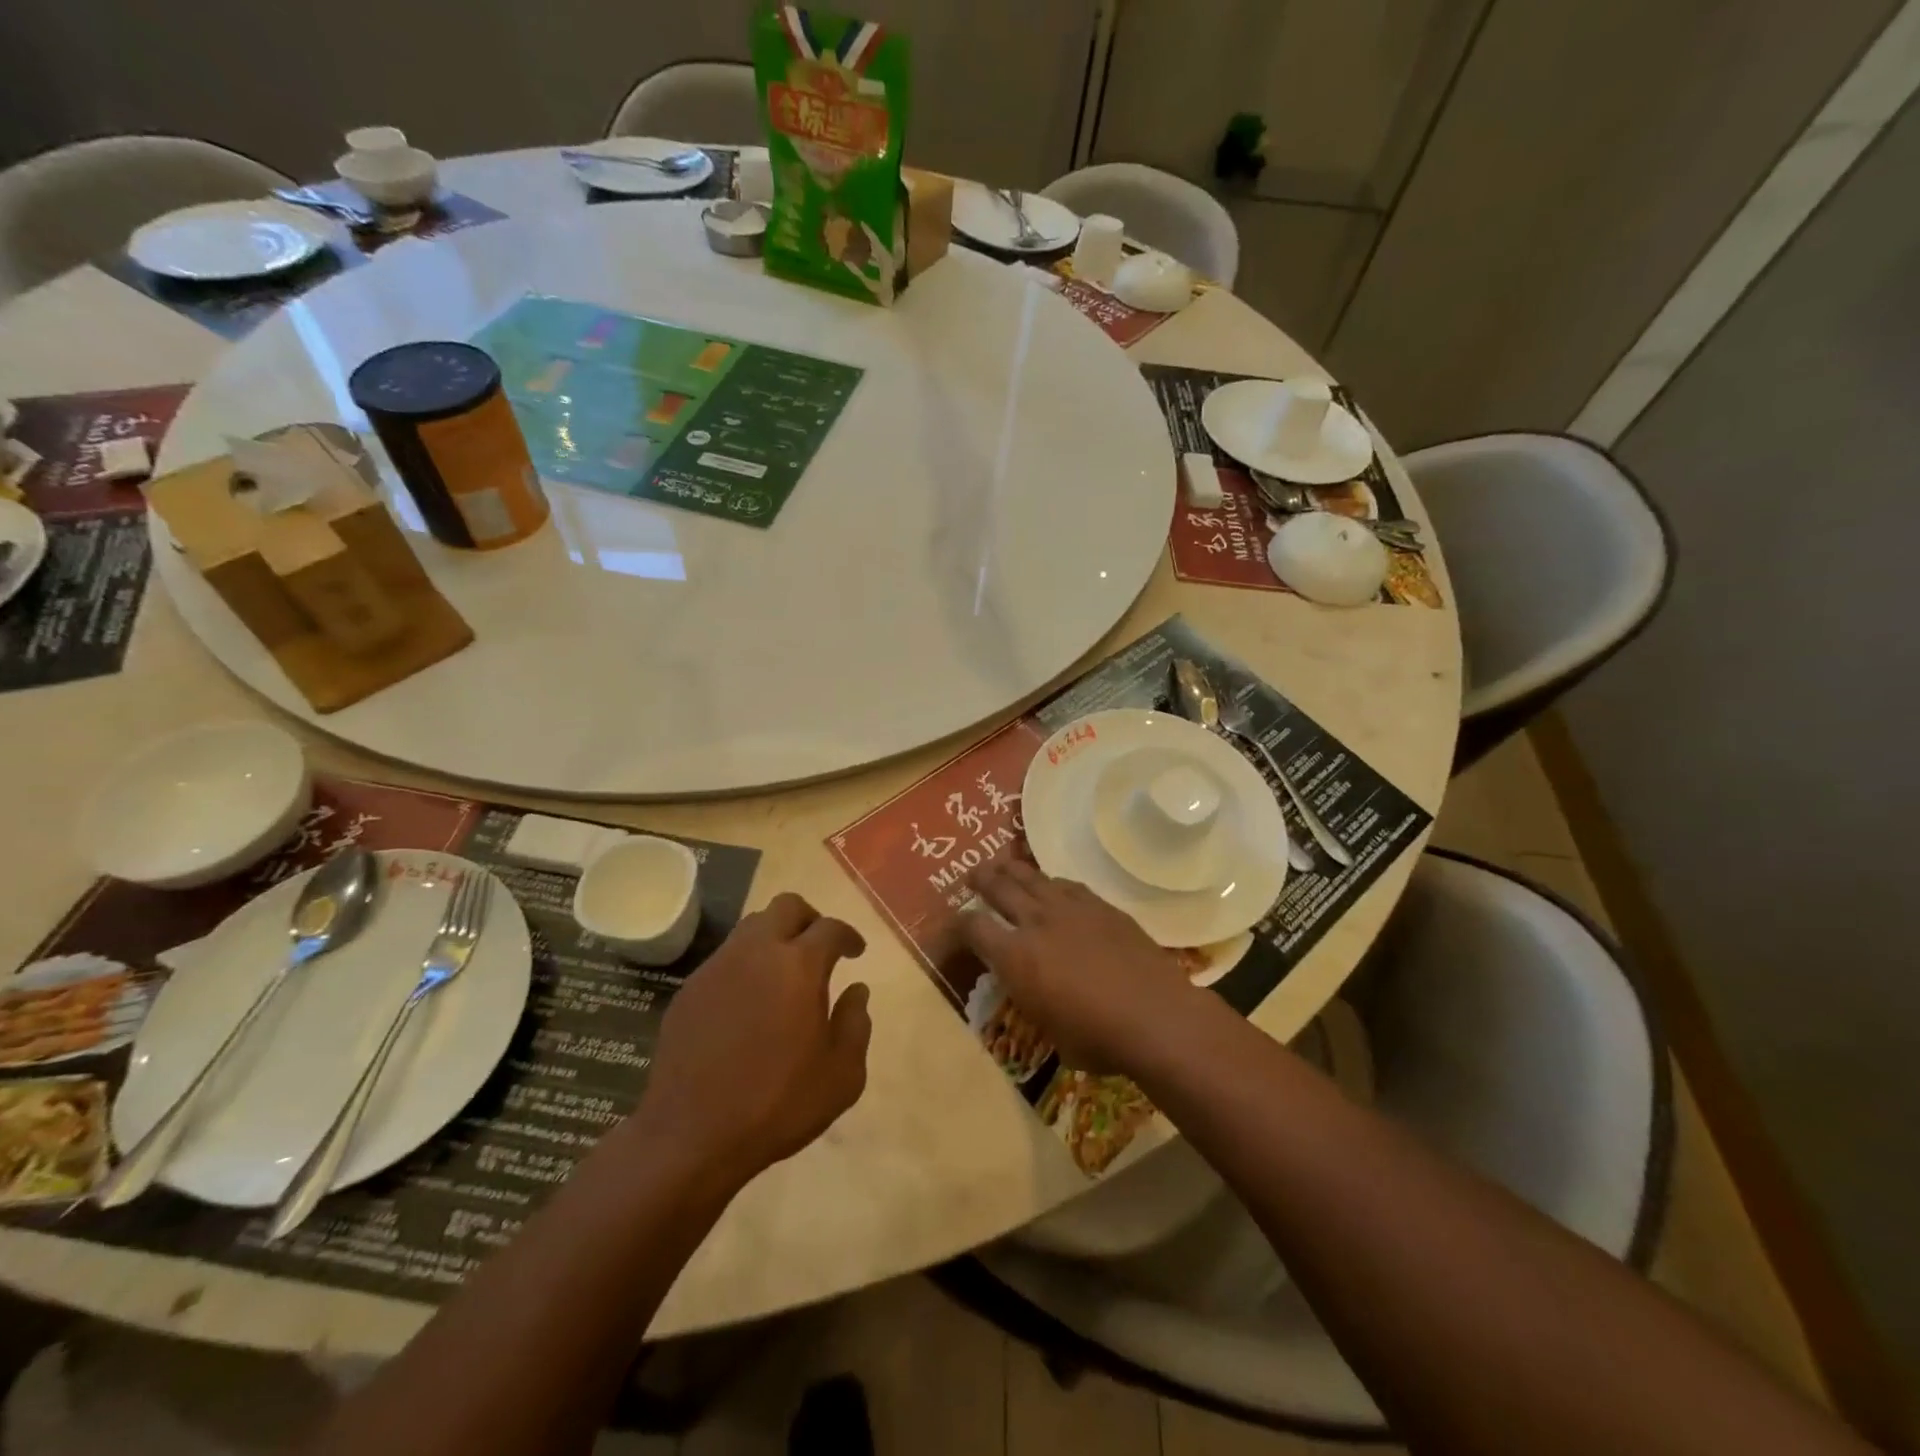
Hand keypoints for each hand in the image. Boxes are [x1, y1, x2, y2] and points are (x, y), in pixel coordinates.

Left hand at [639, 893, 870, 1186]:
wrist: (692, 1136)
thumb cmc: (778, 1105)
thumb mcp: (841, 1075)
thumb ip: (856, 1024)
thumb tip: (856, 991)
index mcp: (799, 966)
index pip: (831, 928)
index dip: (848, 936)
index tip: (855, 952)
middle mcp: (757, 953)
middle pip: (787, 906)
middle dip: (810, 919)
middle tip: (819, 948)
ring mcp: (717, 968)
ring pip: (751, 926)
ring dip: (774, 938)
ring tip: (784, 973)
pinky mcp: (689, 990)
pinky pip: (725, 960)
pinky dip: (745, 966)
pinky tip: (748, 1003)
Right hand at [954, 858, 1204, 1075]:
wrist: (1156, 1017)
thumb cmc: (1097, 1039)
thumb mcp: (1046, 1028)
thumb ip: (1029, 998)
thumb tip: (1027, 986)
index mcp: (1016, 957)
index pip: (973, 928)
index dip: (957, 925)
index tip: (953, 925)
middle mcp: (1037, 922)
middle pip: (999, 887)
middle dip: (981, 879)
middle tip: (972, 875)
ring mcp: (1071, 908)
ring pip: (1033, 877)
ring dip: (1013, 870)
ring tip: (1003, 866)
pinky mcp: (1102, 906)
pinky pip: (1067, 884)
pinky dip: (1052, 883)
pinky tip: (1052, 885)